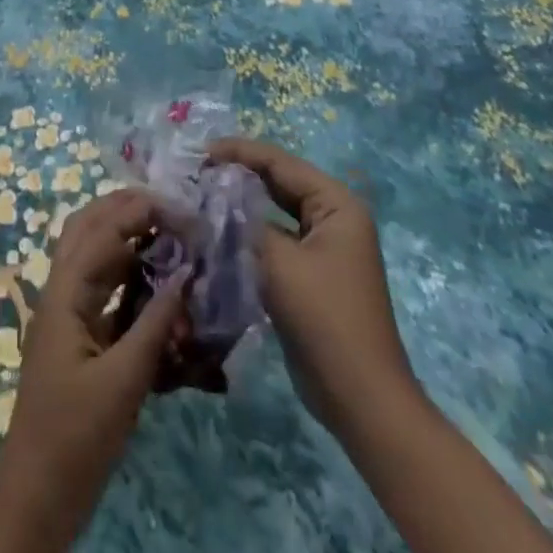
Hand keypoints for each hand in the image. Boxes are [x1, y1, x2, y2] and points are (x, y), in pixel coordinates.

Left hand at [0, 189, 186, 552]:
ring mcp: (66, 310)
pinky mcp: (77, 333)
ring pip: (92, 251)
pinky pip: (100, 284)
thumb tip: (186, 274)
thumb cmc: (77, 438)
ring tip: (166, 228)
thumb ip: (155, 324)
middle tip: (171, 207)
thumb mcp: (123, 382)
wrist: (37, 495)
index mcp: (64, 292)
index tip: (184, 210)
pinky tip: (154, 274)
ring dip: (125, 233)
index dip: (142, 212)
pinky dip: (126, 269)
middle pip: (87, 226)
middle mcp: (60, 289)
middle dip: (126, 207)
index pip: (103, 231)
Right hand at [206, 138, 413, 431]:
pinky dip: (246, 234)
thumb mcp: (280, 263)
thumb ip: (242, 223)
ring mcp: (322, 247)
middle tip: (193, 172)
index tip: (197, 152)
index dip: (238, 152)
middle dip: (236, 175)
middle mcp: (332, 218)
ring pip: (272, 212)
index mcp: (336, 204)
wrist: (360, 399)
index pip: (279, 162)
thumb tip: (208, 200)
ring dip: (239, 205)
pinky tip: (215, 233)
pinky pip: (273, 240)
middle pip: (277, 183)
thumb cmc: (325, 319)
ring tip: (198, 197)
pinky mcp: (309, 274)